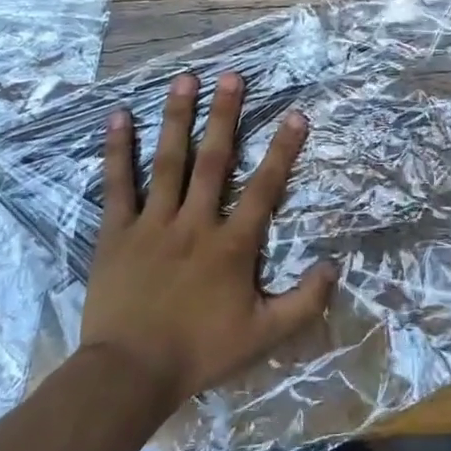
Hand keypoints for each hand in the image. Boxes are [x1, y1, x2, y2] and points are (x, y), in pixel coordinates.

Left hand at [80, 71, 336, 406]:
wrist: (129, 374)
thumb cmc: (199, 352)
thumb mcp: (264, 335)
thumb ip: (304, 302)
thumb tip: (334, 266)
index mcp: (232, 244)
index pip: (265, 188)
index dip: (283, 150)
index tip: (296, 115)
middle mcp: (195, 222)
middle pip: (214, 160)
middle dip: (225, 116)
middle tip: (232, 76)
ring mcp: (153, 224)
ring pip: (167, 162)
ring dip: (177, 118)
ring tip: (184, 80)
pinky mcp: (116, 233)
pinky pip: (117, 185)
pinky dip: (117, 150)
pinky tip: (118, 117)